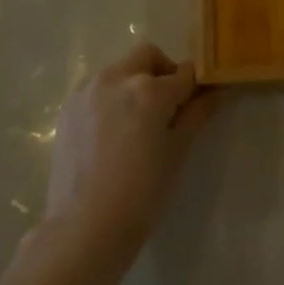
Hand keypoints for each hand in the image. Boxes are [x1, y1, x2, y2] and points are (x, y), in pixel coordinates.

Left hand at [44, 42, 217, 251]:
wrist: (85, 227)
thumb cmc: (142, 193)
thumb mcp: (177, 152)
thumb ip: (197, 114)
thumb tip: (216, 91)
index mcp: (148, 90)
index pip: (184, 73)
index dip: (195, 87)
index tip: (197, 102)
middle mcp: (115, 79)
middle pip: (147, 57)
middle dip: (162, 73)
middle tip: (168, 107)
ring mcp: (87, 91)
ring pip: (120, 69)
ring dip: (135, 82)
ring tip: (137, 122)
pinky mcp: (68, 108)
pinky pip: (97, 88)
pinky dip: (112, 97)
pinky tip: (112, 132)